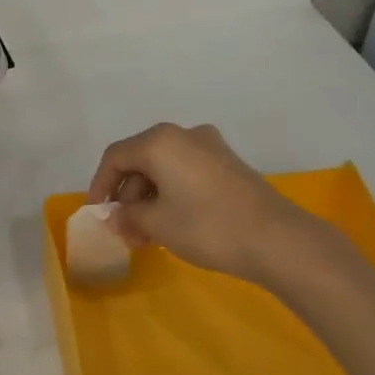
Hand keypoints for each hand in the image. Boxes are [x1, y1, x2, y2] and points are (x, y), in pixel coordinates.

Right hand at [88, 123, 314, 283]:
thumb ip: (127, 216)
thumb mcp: (157, 223)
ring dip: (148, 199)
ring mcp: (210, 148)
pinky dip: (171, 195)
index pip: (115, 157)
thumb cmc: (206, 226)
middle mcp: (184, 135)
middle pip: (140, 161)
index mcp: (160, 141)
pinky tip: (171, 224)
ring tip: (146, 235)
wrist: (277, 239)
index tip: (97, 213)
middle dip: (127, 196)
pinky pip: (186, 173)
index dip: (100, 185)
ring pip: (164, 169)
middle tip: (124, 230)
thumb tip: (114, 216)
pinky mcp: (228, 165)